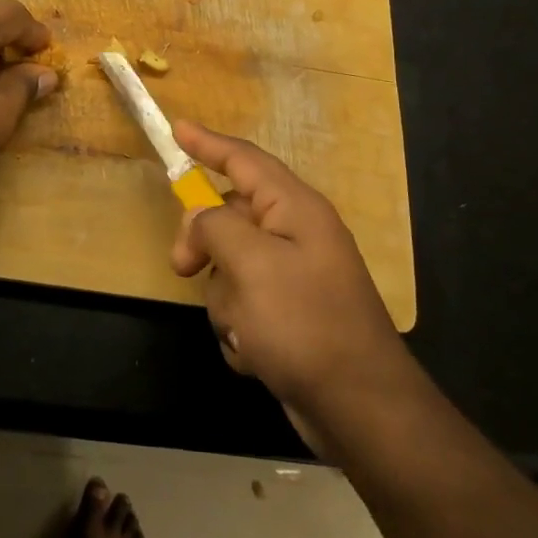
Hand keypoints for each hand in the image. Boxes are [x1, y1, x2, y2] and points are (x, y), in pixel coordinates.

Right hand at [170, 121, 413, 434]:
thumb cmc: (305, 324)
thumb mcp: (252, 264)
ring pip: (229, 267)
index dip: (208, 143)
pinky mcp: (287, 317)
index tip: (177, 128)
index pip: (244, 160)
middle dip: (204, 244)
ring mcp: (292, 278)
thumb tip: (200, 216)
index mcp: (295, 209)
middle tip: (181, 266)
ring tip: (245, 330)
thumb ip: (216, 227)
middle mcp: (296, 235)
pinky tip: (256, 354)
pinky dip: (240, 329)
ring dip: (225, 299)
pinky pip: (242, 306)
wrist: (360, 409)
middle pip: (228, 216)